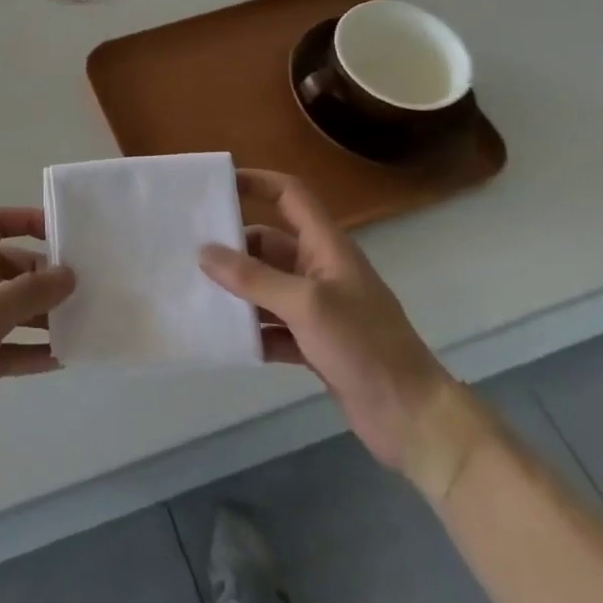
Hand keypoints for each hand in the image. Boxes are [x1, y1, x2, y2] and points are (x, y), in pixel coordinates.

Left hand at [0, 208, 75, 486]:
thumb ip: (27, 293)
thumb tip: (67, 274)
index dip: (24, 221)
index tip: (61, 234)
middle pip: (8, 270)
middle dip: (41, 277)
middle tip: (80, 292)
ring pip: (11, 311)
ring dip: (42, 315)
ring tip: (81, 324)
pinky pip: (9, 349)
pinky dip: (32, 351)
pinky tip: (62, 359)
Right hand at [199, 170, 456, 473]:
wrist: (413, 420)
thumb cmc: (364, 345)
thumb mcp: (305, 305)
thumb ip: (253, 278)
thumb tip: (203, 252)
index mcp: (325, 247)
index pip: (290, 195)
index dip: (256, 182)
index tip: (217, 184)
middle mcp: (319, 270)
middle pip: (268, 244)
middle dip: (233, 247)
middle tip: (189, 252)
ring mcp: (317, 309)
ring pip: (265, 287)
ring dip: (238, 292)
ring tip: (196, 294)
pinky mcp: (313, 344)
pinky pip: (271, 327)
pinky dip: (251, 331)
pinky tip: (224, 339)